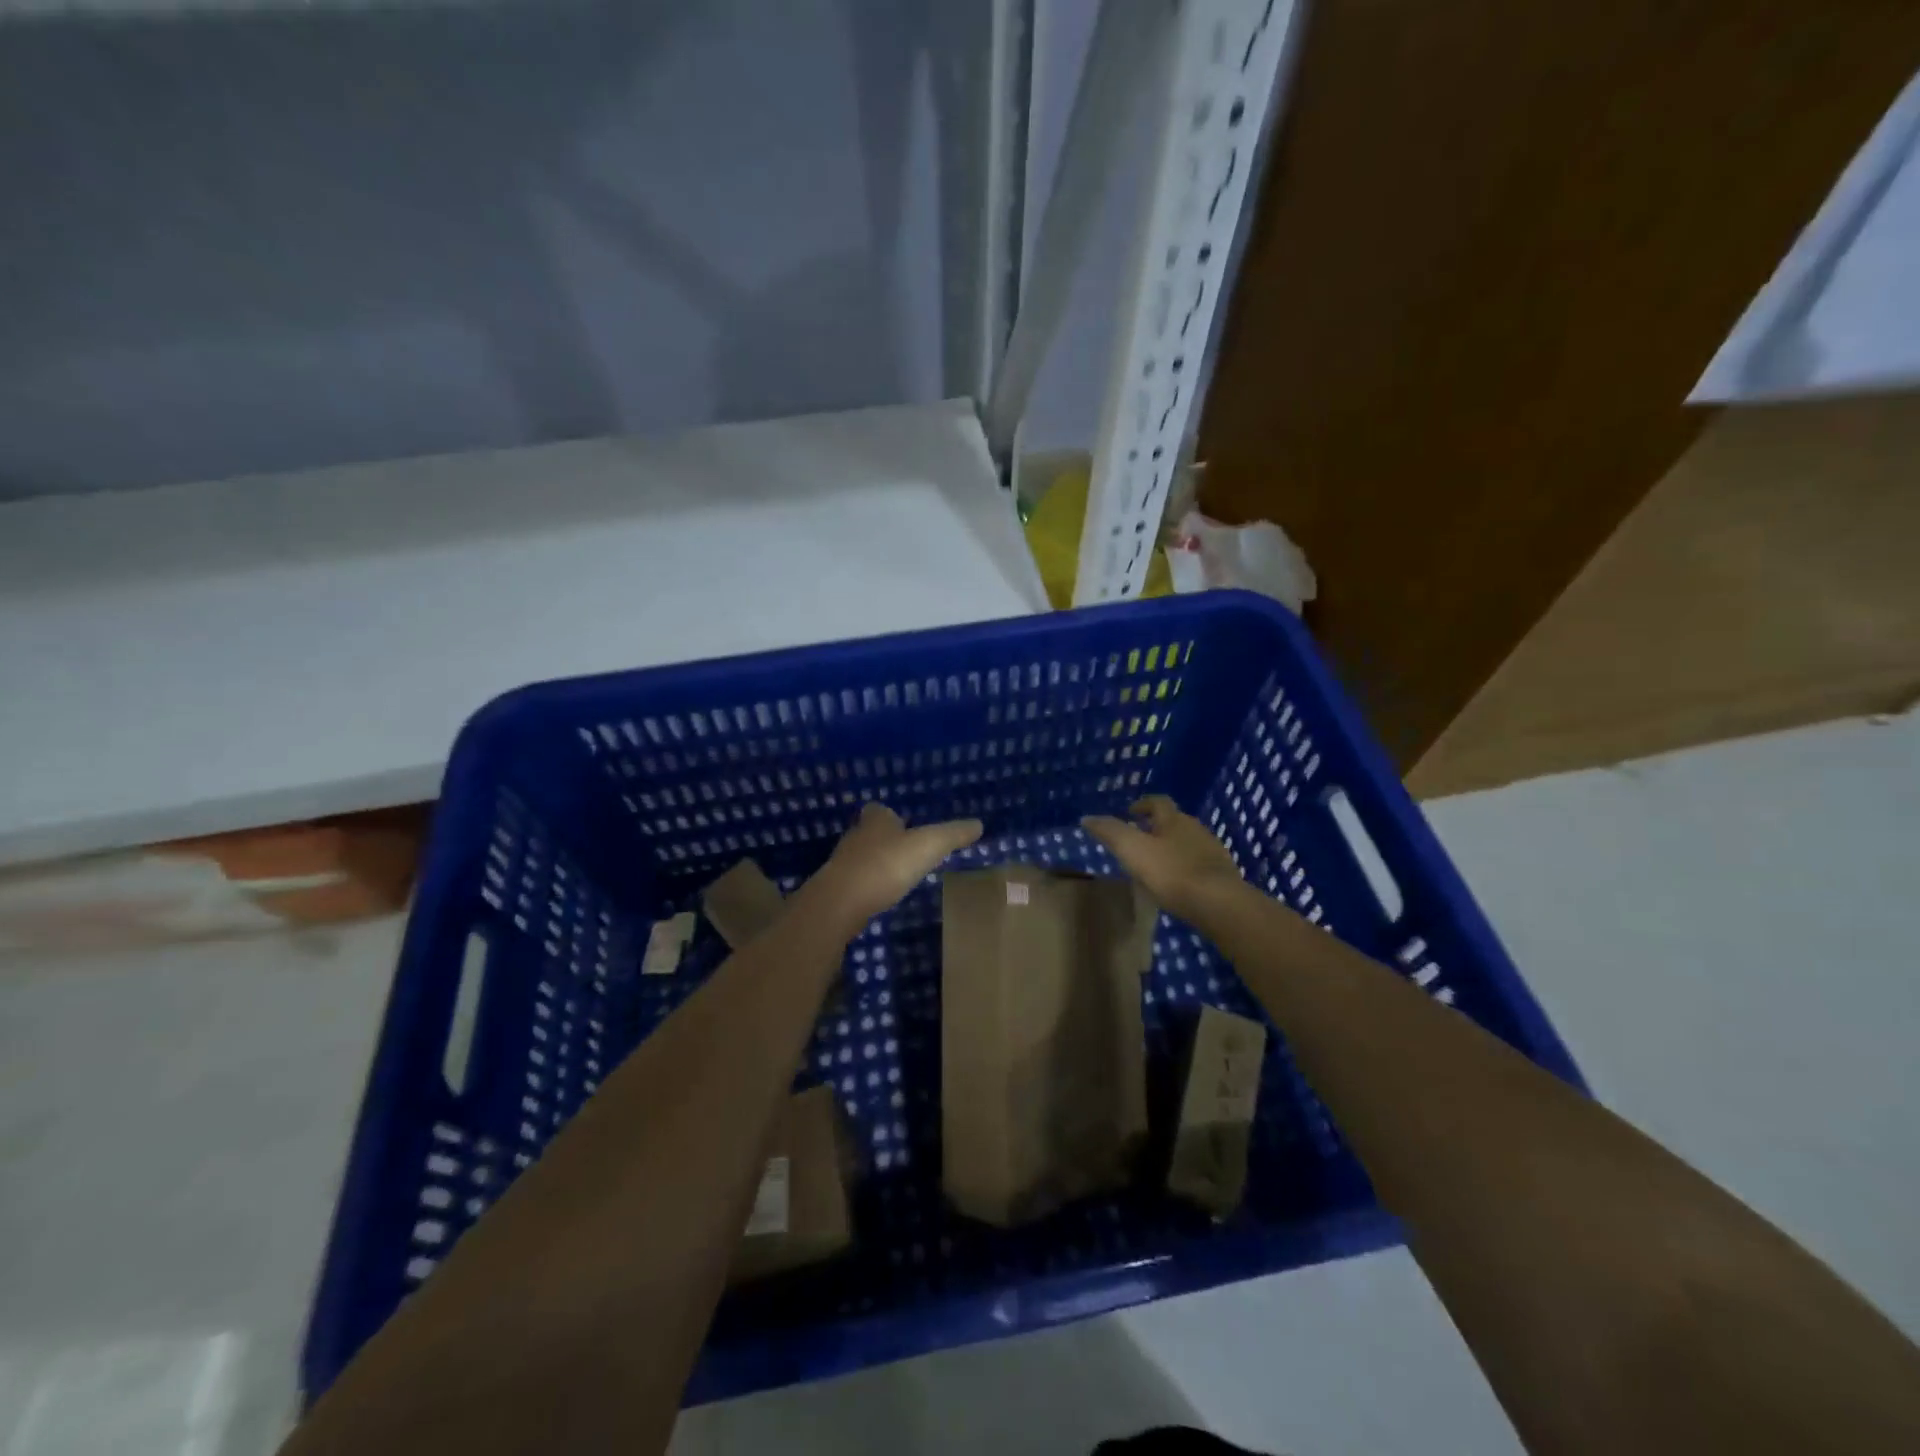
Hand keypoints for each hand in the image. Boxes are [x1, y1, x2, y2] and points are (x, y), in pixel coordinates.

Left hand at [810, 802, 982, 930]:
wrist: (840, 902)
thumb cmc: (886, 865)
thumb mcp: (928, 846)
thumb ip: (953, 835)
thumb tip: (978, 824)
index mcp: (875, 820)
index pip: (880, 810)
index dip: (891, 816)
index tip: (905, 825)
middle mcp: (856, 836)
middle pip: (869, 832)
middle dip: (884, 839)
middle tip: (904, 851)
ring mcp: (842, 863)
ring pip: (861, 857)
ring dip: (875, 863)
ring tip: (896, 875)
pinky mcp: (836, 889)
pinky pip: (855, 882)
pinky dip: (867, 886)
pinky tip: (880, 897)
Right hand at [1083, 795, 1241, 920]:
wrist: (1219, 903)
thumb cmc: (1172, 872)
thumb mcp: (1133, 850)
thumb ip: (1110, 832)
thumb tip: (1087, 817)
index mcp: (1174, 819)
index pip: (1158, 802)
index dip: (1143, 804)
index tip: (1129, 813)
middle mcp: (1195, 828)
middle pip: (1174, 821)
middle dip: (1156, 827)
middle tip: (1138, 840)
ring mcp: (1212, 851)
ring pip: (1187, 842)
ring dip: (1171, 848)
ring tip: (1155, 864)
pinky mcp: (1222, 875)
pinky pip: (1198, 864)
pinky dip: (1185, 867)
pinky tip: (1177, 884)